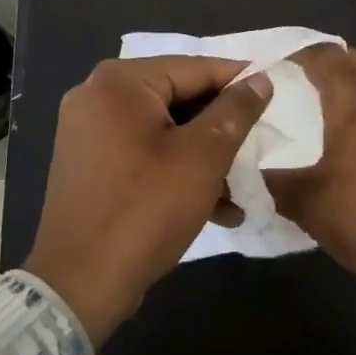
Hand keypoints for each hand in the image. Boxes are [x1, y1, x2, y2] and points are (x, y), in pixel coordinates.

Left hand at [24, 57, 273, 343]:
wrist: (79, 286)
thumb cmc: (145, 209)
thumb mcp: (202, 157)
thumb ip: (235, 111)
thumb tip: (259, 79)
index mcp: (120, 81)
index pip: (195, 68)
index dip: (239, 81)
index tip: (276, 93)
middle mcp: (98, 95)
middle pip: (178, 98)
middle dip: (222, 127)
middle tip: (261, 144)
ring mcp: (88, 131)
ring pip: (164, 130)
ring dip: (204, 156)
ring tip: (243, 185)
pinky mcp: (89, 165)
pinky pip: (143, 153)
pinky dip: (176, 171)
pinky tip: (216, 207)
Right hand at [266, 46, 355, 323]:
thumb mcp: (308, 205)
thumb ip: (272, 178)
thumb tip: (246, 164)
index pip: (322, 55)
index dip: (293, 54)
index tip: (269, 69)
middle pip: (353, 58)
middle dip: (323, 62)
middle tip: (294, 82)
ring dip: (350, 82)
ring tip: (322, 107)